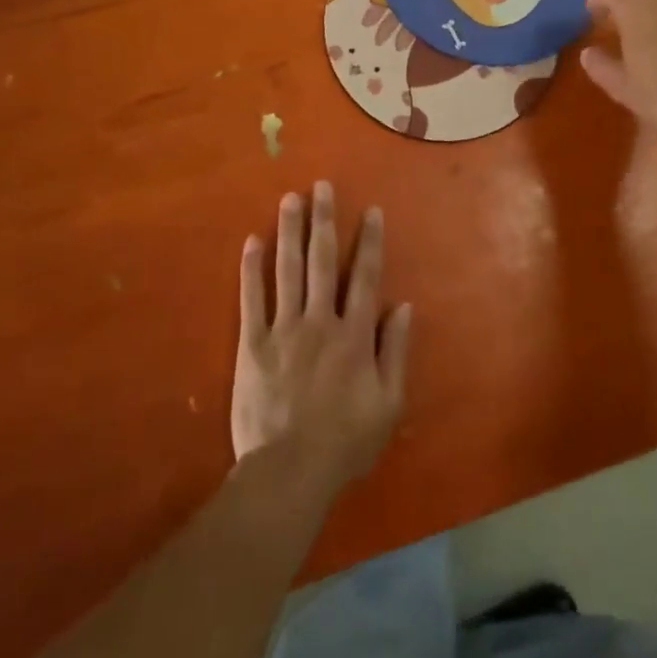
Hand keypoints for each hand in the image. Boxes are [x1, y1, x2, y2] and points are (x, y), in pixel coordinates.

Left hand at [234, 182, 411, 496]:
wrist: (290, 471)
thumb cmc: (346, 442)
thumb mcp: (389, 404)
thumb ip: (396, 352)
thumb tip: (405, 306)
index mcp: (355, 335)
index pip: (365, 277)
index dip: (369, 242)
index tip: (371, 211)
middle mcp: (320, 321)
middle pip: (322, 261)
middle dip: (324, 221)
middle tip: (322, 186)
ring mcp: (283, 329)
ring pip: (287, 270)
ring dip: (290, 231)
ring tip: (290, 198)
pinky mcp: (252, 344)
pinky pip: (251, 299)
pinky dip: (251, 269)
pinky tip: (252, 241)